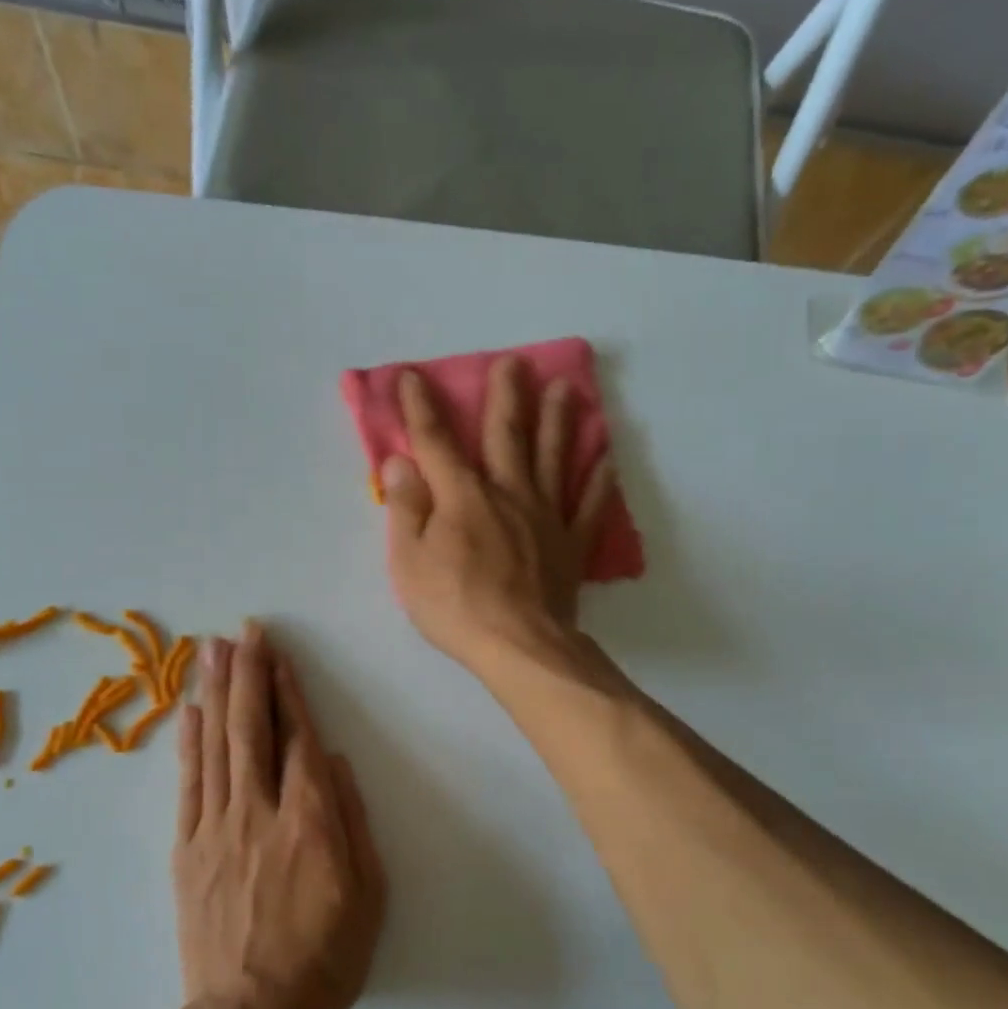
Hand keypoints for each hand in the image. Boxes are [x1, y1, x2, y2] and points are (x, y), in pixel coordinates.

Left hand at [173, 623, 385, 1008]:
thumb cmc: (325, 958)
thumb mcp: (368, 894)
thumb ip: (352, 820)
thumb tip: (334, 761)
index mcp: (310, 820)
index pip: (297, 738)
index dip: (288, 691)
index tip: (278, 654)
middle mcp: (259, 811)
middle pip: (251, 728)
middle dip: (248, 674)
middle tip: (243, 631)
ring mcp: (216, 828)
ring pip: (215, 746)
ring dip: (215, 693)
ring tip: (213, 651)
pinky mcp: (187, 850)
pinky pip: (187, 786)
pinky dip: (187, 744)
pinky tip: (188, 711)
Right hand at [381, 360, 613, 674]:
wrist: (519, 646)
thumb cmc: (454, 606)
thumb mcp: (409, 561)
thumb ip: (406, 508)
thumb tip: (401, 461)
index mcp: (462, 497)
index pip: (436, 443)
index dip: (421, 408)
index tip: (412, 376)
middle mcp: (507, 494)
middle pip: (506, 436)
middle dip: (506, 396)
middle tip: (515, 362)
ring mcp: (545, 517)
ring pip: (553, 458)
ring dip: (559, 421)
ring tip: (567, 389)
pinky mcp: (570, 545)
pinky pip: (589, 506)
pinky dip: (599, 480)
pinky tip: (606, 458)